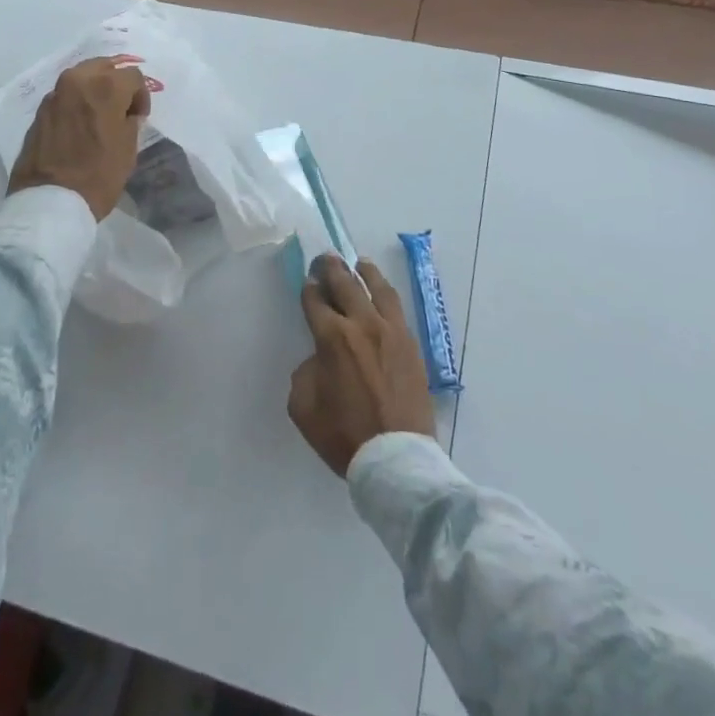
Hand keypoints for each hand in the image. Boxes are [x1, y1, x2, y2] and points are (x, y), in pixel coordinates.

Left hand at [8, 58, 150, 220]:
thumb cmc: (98, 174)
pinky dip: (76, 102)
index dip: (141, 96)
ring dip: (94, 89)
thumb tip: (126, 113)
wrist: (49, 201)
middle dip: (116, 83)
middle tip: (121, 107)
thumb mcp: (128, 147)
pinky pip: (65, 95)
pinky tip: (80, 124)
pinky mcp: (40, 110)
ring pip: (82, 77)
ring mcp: (55, 94)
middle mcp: (78, 81)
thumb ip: (130, 120)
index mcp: (106, 86)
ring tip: (99, 115)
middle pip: (104, 66)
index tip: (139, 117)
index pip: (133, 76)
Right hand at [288, 255, 435, 477]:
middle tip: (326, 258)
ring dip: (365, 272)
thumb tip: (320, 357)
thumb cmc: (344, 435)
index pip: (316, 301)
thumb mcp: (303, 406)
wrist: (396, 457)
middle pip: (346, 284)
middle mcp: (363, 324)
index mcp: (332, 337)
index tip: (308, 282)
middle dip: (332, 268)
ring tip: (358, 263)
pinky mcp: (410, 343)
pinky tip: (381, 292)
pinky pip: (396, 308)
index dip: (309, 289)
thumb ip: (306, 371)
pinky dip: (385, 294)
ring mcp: (391, 331)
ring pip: (377, 288)